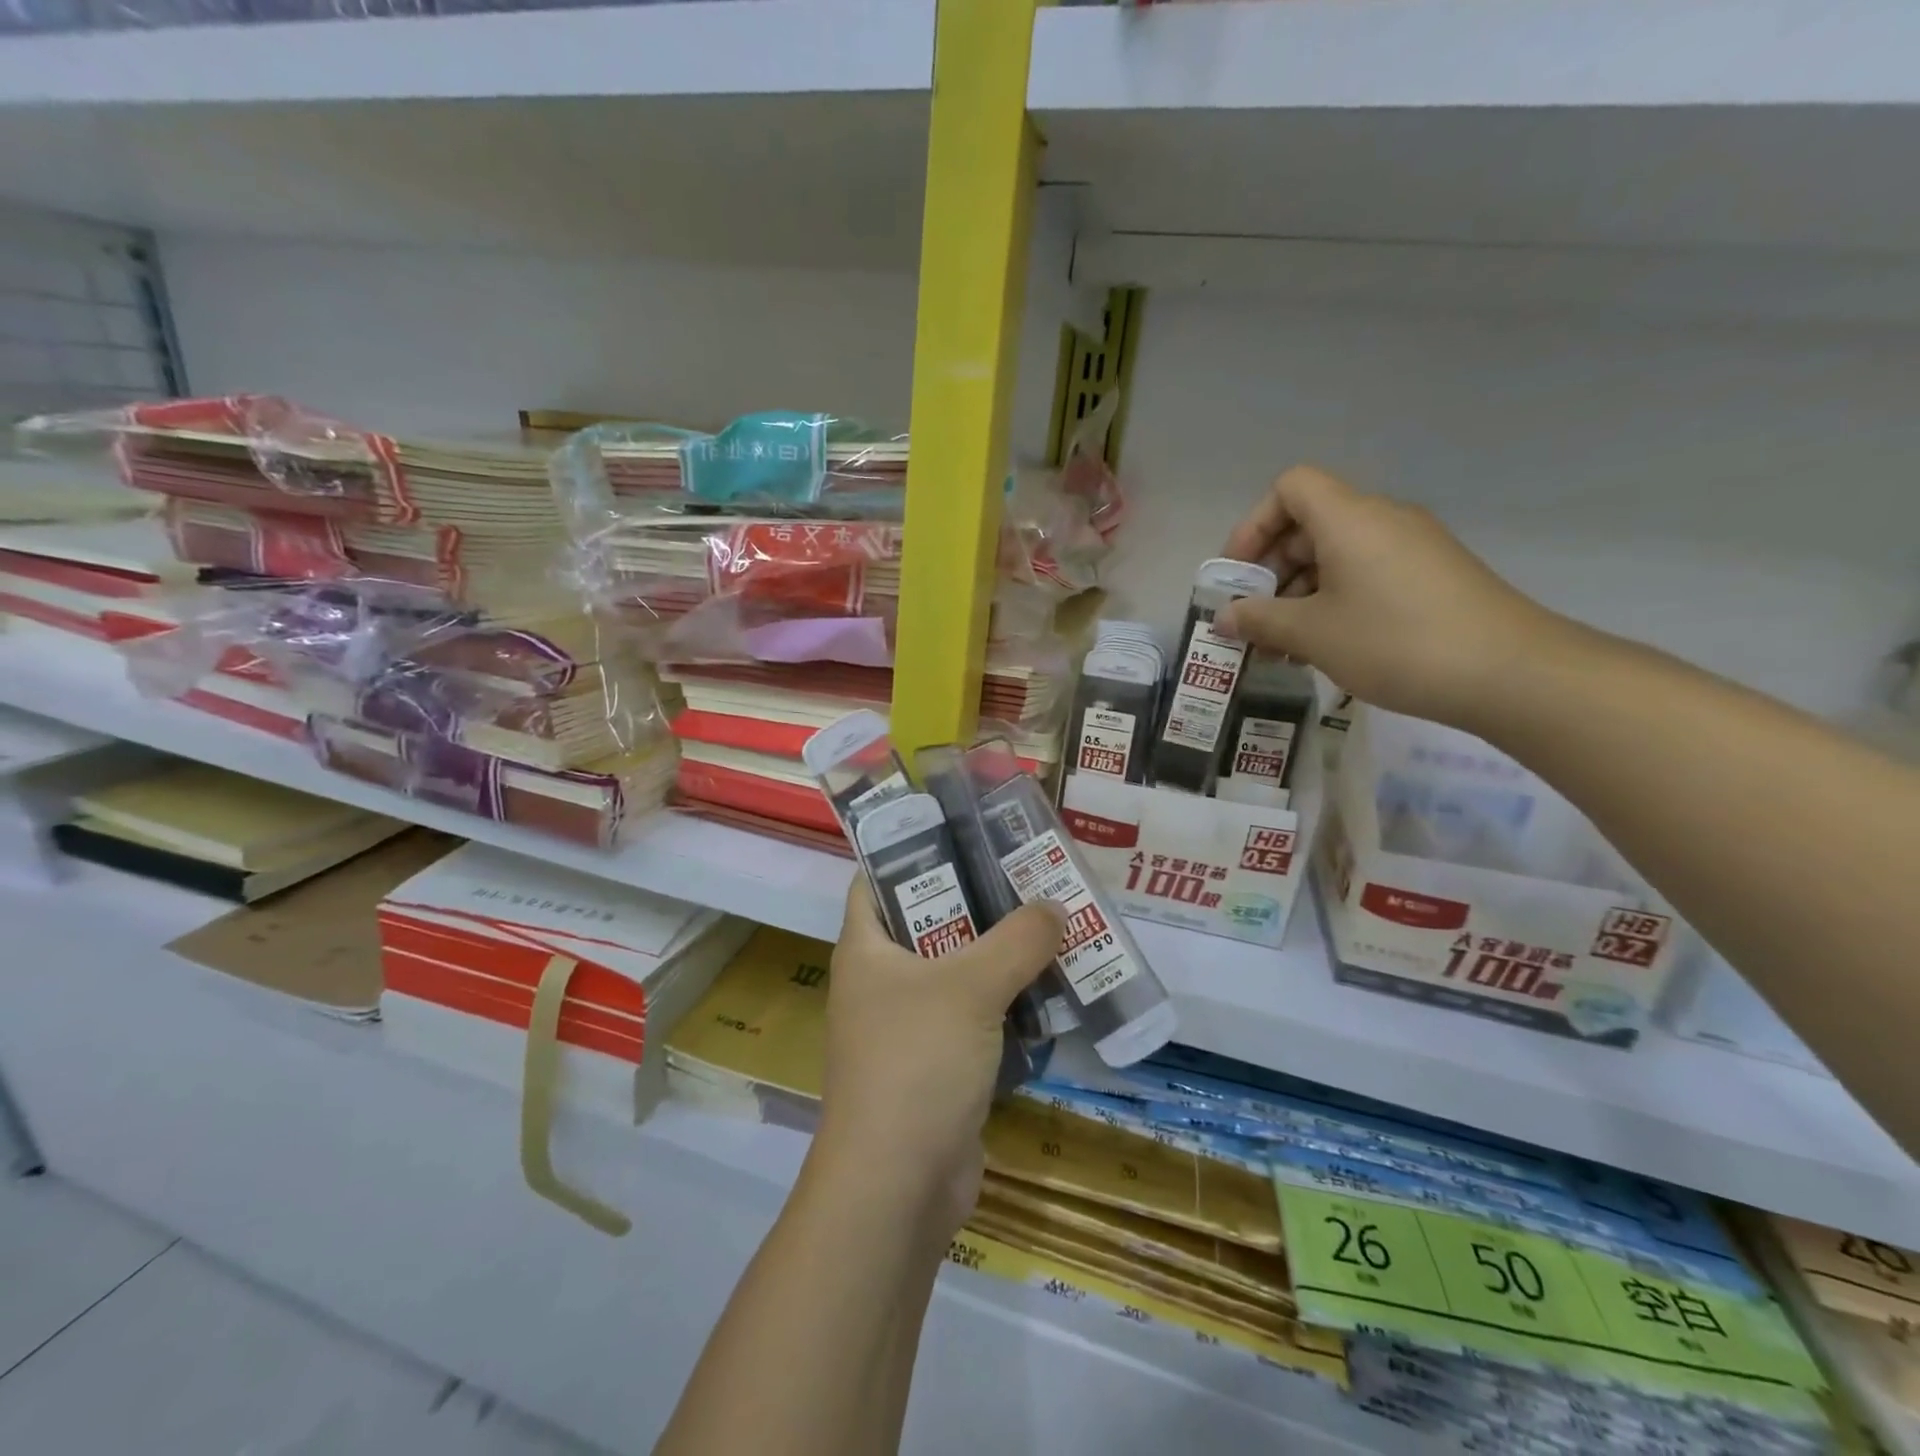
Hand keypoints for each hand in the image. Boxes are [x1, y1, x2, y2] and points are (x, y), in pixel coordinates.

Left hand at [812, 880, 1064, 1234]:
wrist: (897, 1188)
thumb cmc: (916, 1063)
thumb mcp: (971, 987)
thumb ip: (1018, 940)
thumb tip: (1055, 906)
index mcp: (867, 949)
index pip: (877, 879)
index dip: (914, 851)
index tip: (967, 833)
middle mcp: (881, 982)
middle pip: (929, 922)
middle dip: (978, 902)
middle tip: (1030, 878)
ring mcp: (908, 1027)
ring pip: (958, 973)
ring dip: (1001, 956)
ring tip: (1052, 926)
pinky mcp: (937, 1067)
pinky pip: (975, 1020)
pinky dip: (1007, 1006)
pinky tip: (1051, 992)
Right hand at [1216, 465, 1563, 731]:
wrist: (1508, 672)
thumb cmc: (1394, 642)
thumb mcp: (1312, 634)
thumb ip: (1259, 620)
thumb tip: (1225, 616)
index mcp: (1349, 518)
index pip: (1290, 488)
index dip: (1254, 525)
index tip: (1239, 575)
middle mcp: (1382, 520)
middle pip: (1309, 524)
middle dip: (1271, 571)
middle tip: (1255, 620)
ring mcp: (1412, 547)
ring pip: (1337, 555)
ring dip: (1300, 594)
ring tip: (1284, 646)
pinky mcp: (1431, 576)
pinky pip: (1366, 574)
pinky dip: (1335, 601)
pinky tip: (1325, 647)